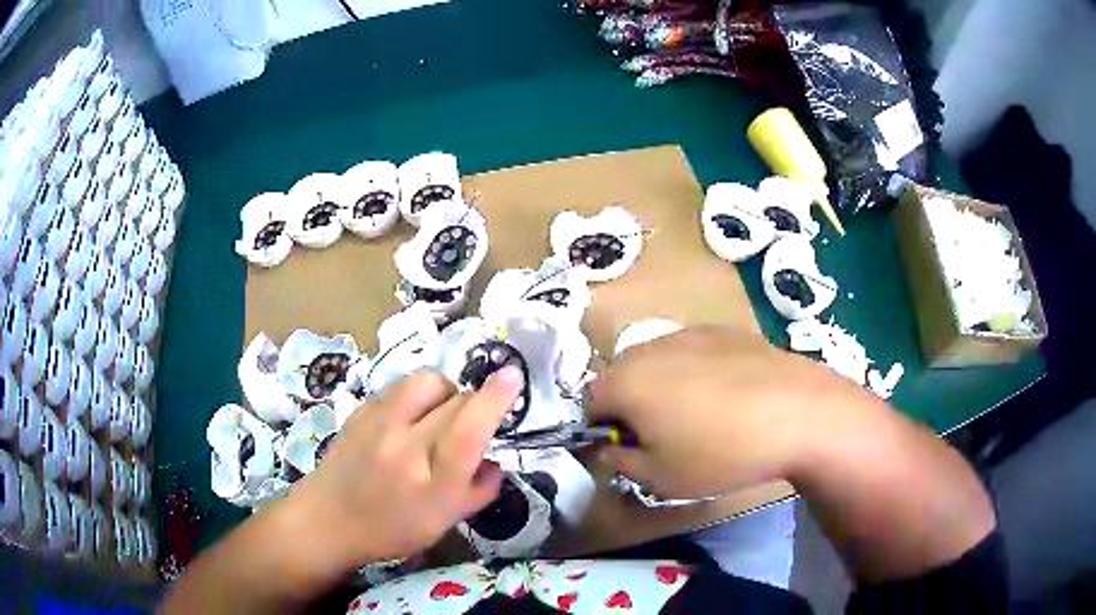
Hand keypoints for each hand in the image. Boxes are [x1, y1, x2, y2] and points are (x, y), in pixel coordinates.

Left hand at [276, 367, 522, 578]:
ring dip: (447, 392)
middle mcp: (405, 445)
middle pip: (455, 400)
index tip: (513, 377)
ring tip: (442, 415)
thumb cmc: (390, 530)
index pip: (469, 430)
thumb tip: (496, 462)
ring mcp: (379, 423)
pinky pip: (402, 387)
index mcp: (431, 482)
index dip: (495, 399)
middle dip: (475, 402)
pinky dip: (419, 395)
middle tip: (475, 421)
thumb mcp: (444, 523)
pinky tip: (412, 418)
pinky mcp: (362, 410)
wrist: (328, 519)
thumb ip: (478, 491)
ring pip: (427, 382)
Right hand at [588, 326, 869, 498]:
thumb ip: (620, 462)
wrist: (798, 413)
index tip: (628, 450)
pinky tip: (728, 396)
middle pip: (621, 376)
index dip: (602, 429)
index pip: (590, 402)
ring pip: (656, 361)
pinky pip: (691, 351)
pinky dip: (694, 372)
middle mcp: (650, 347)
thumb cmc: (721, 452)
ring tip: (698, 415)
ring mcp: (689, 333)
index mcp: (626, 381)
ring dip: (661, 386)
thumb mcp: (660, 478)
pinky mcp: (724, 330)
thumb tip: (607, 447)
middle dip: (630, 405)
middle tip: (662, 435)